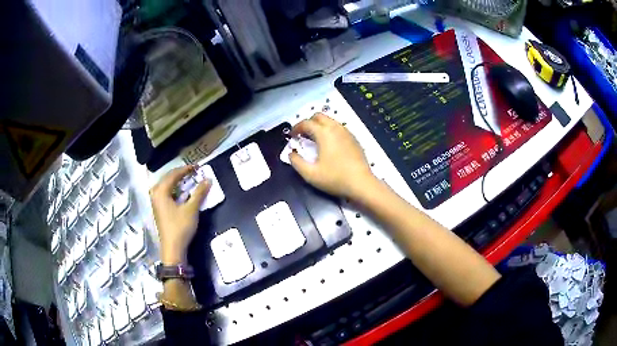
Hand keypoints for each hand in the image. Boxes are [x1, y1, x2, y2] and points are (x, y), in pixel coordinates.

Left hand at [150, 166, 210, 264]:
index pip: (173, 174)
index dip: (186, 169)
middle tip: (193, 172)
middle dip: (181, 174)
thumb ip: (199, 193)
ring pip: (166, 186)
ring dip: (177, 182)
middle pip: (168, 178)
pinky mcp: (158, 209)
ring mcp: (155, 202)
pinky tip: (181, 192)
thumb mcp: (191, 209)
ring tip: (188, 180)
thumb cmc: (180, 227)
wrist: (173, 248)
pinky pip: (165, 193)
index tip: (197, 167)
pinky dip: (174, 190)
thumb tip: (208, 179)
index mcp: (161, 191)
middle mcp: (155, 194)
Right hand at [289, 113, 375, 200]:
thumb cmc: (335, 178)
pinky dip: (330, 131)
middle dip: (308, 123)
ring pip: (330, 121)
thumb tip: (291, 154)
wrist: (361, 183)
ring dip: (320, 126)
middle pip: (319, 116)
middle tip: (303, 135)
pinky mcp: (354, 139)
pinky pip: (339, 128)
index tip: (292, 136)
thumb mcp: (310, 174)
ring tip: (315, 140)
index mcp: (324, 133)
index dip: (296, 128)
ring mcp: (347, 132)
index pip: (306, 123)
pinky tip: (329, 145)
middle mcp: (335, 128)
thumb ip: (296, 162)